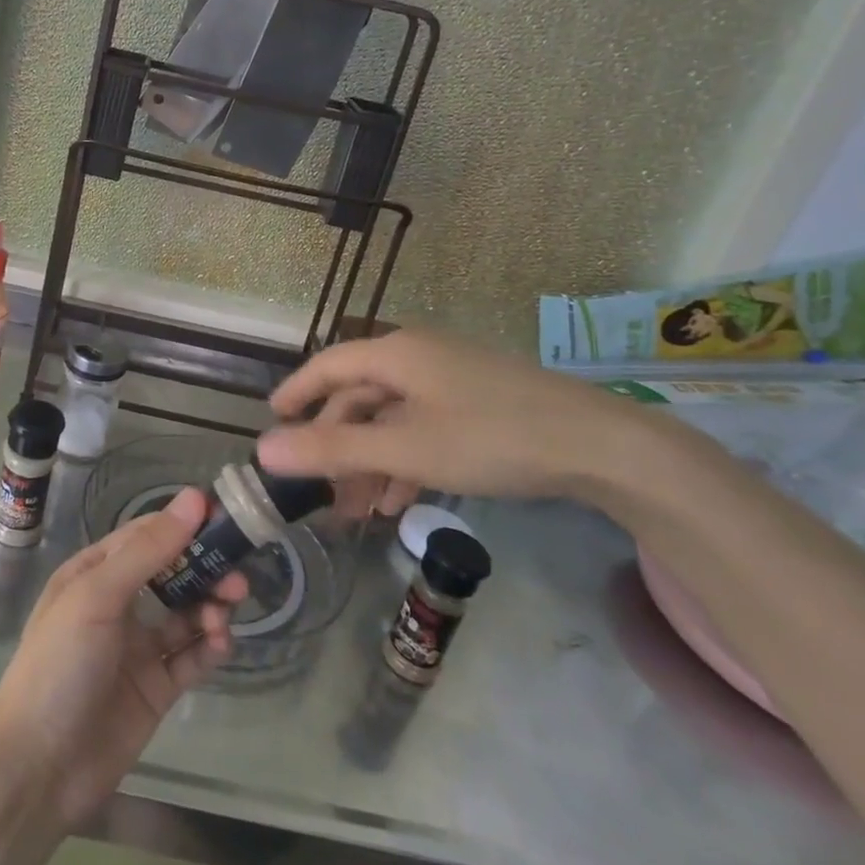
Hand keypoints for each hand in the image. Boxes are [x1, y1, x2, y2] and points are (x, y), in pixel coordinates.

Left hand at [0, 488, 246, 830]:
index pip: (147, 535)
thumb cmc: (60, 663)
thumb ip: (149, 550)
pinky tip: (220, 644)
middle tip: (238, 576)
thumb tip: (193, 498)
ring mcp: (138, 648)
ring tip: (225, 613)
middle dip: (205, 569)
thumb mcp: (98, 596)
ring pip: (187, 614)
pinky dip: (210, 647)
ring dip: (210, 607)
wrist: (38, 767)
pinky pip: (191, 658)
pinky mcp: (156, 689)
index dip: (183, 524)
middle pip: (173, 573)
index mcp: (95, 573)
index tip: (224, 517)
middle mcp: (118, 604)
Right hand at [257, 329, 664, 511]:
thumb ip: (333, 450)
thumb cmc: (490, 438)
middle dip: (338, 445)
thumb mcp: (405, 449)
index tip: (272, 420)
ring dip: (371, 461)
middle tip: (321, 491)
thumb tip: (264, 449)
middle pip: (359, 397)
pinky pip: (423, 426)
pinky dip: (405, 459)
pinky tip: (401, 501)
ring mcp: (450, 379)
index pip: (327, 366)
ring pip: (392, 417)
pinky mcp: (477, 402)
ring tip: (360, 510)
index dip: (296, 393)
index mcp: (395, 353)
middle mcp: (418, 357)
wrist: (601, 446)